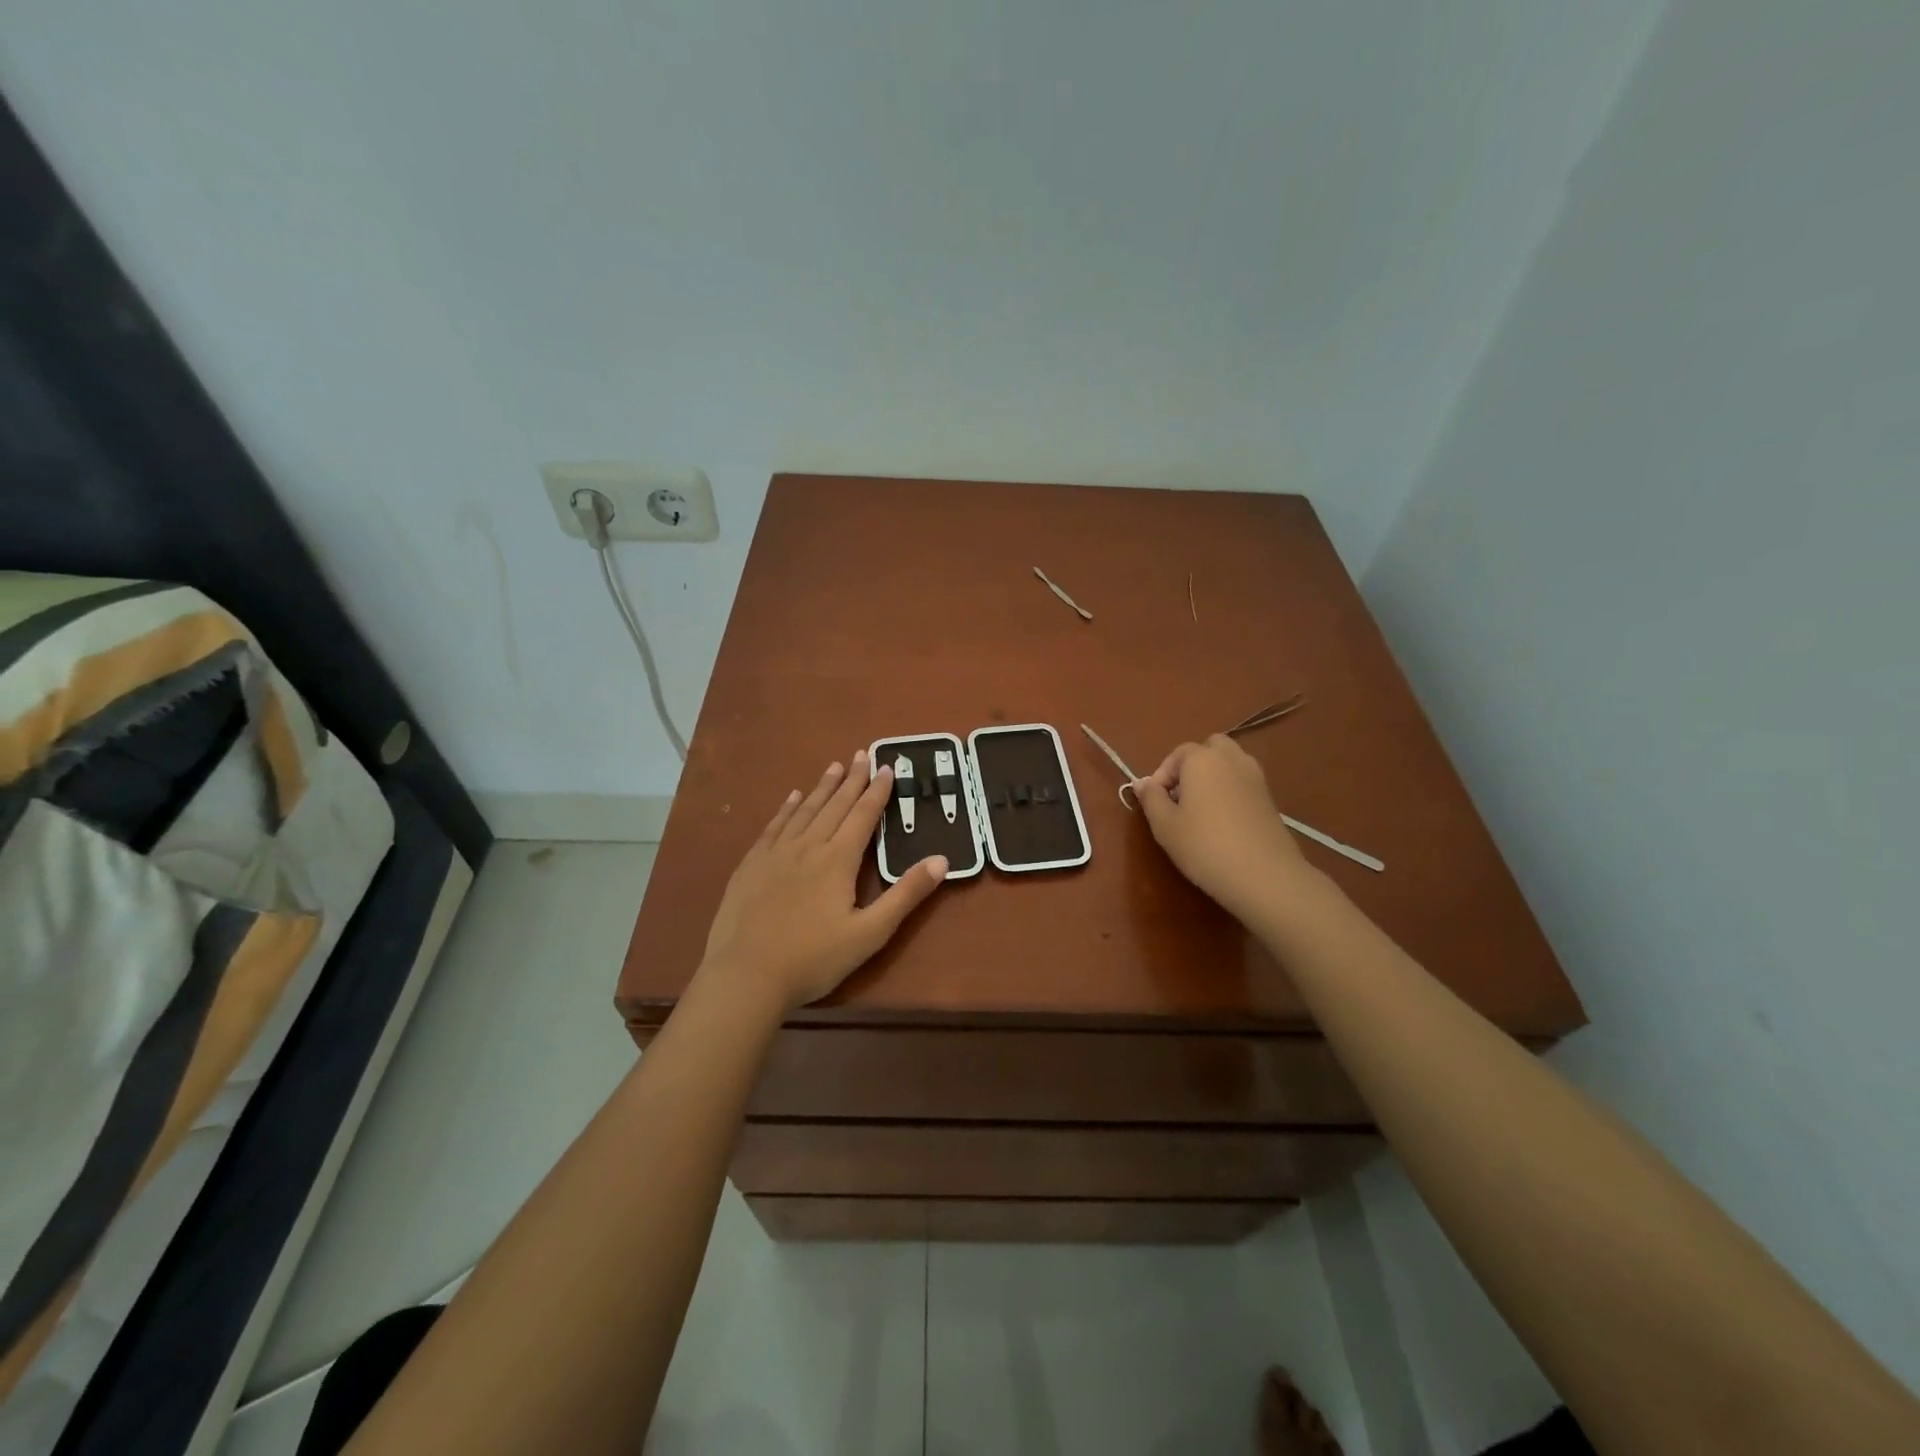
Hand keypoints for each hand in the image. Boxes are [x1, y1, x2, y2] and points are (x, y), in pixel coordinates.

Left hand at [701, 751, 947, 1008]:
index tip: (887, 767)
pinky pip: (774, 826)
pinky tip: (791, 799)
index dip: (877, 791)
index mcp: (838, 860)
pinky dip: (786, 809)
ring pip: (804, 811)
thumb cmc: (813, 959)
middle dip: (852, 780)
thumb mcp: (870, 933)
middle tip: (862, 754)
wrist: (745, 976)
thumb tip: (941, 860)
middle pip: (834, 805)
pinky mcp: (751, 865)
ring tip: (834, 767)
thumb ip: (906, 895)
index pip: (863, 816)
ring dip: (821, 788)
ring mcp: (775, 854)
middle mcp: (807, 846)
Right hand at [1131, 735, 1317, 922]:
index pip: (1177, 754)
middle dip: (1192, 766)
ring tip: (1200, 808)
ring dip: (1213, 775)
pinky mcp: (1269, 798)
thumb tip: (1142, 783)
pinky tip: (1223, 821)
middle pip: (1209, 748)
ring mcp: (1255, 777)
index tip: (1155, 802)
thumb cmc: (1204, 845)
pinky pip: (1243, 781)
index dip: (1162, 775)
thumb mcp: (1164, 825)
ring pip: (1230, 762)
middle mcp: (1232, 759)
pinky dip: (1230, 790)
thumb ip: (1151, 798)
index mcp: (1202, 759)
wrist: (1263, 875)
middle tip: (1180, 796)